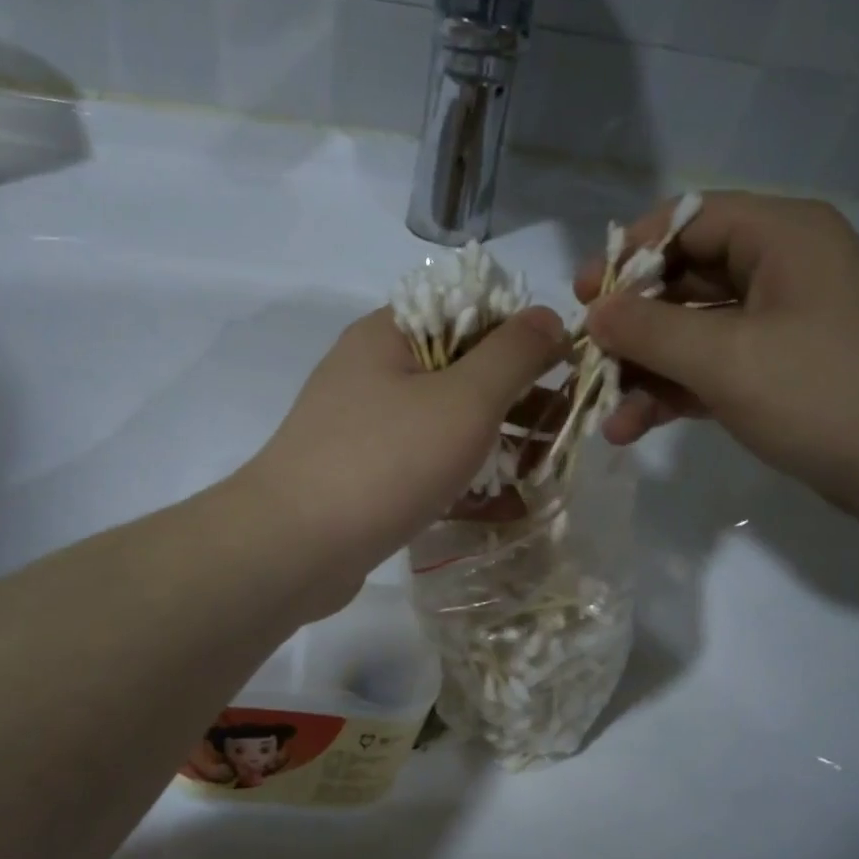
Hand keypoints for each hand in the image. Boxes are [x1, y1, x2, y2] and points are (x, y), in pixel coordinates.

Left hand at [240, 304, 566, 583]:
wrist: (293, 547)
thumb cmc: (386, 460)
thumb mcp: (464, 398)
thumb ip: (513, 354)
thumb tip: (548, 316)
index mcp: (389, 334)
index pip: (468, 311)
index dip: (521, 334)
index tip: (564, 369)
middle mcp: (371, 372)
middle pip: (459, 369)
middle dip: (515, 398)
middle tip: (562, 427)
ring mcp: (362, 427)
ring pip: (443, 422)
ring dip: (494, 441)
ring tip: (542, 471)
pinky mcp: (361, 476)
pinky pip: (423, 465)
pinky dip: (461, 478)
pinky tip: (503, 507)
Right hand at [578, 191, 858, 525]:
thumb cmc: (827, 390)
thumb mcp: (726, 356)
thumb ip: (650, 330)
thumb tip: (595, 311)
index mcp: (779, 236)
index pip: (686, 220)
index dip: (628, 255)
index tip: (584, 296)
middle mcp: (781, 270)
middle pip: (684, 280)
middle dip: (631, 325)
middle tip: (585, 358)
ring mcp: (784, 326)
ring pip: (695, 333)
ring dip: (647, 371)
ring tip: (605, 414)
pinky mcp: (784, 376)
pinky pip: (715, 371)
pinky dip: (676, 394)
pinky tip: (635, 428)